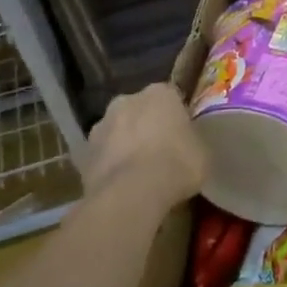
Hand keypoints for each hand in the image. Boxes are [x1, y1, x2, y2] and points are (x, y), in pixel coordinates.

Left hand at [83, 83, 205, 217]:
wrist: (131, 193)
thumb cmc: (176, 164)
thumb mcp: (203, 153)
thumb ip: (193, 141)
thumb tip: (188, 146)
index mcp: (160, 93)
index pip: (171, 98)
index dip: (177, 117)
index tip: (183, 135)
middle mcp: (126, 100)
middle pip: (140, 111)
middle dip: (147, 126)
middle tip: (161, 152)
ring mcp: (100, 125)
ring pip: (118, 132)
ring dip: (125, 145)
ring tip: (139, 174)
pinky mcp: (83, 153)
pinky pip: (103, 156)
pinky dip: (110, 166)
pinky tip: (123, 186)